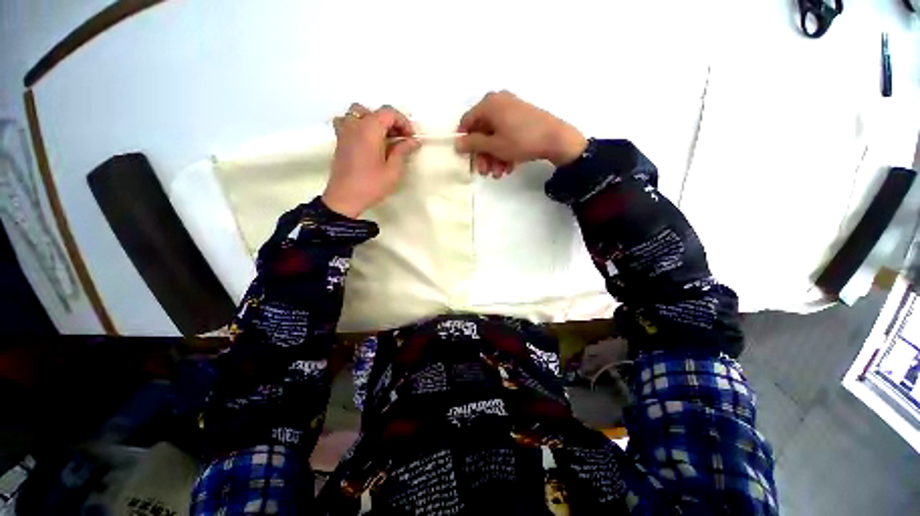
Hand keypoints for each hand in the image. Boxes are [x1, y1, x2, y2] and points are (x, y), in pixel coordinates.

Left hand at [322, 103, 420, 217]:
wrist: (345, 198)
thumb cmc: (371, 185)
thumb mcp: (393, 170)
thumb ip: (403, 151)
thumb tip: (413, 141)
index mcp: (369, 129)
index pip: (389, 112)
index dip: (403, 122)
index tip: (411, 138)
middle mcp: (355, 125)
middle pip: (375, 112)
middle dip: (391, 122)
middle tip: (401, 140)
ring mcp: (344, 131)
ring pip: (359, 112)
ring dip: (374, 120)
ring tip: (383, 137)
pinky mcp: (340, 141)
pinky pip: (347, 121)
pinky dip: (359, 125)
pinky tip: (366, 140)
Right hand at [455, 91, 587, 176]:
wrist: (556, 139)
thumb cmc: (520, 140)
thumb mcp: (493, 145)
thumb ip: (473, 144)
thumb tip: (456, 143)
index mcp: (489, 104)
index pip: (467, 122)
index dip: (464, 141)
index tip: (466, 158)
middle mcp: (499, 103)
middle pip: (482, 132)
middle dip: (483, 155)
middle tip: (485, 172)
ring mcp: (512, 110)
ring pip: (495, 136)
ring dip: (494, 158)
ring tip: (499, 174)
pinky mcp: (523, 119)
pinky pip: (507, 135)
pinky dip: (505, 152)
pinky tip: (508, 168)